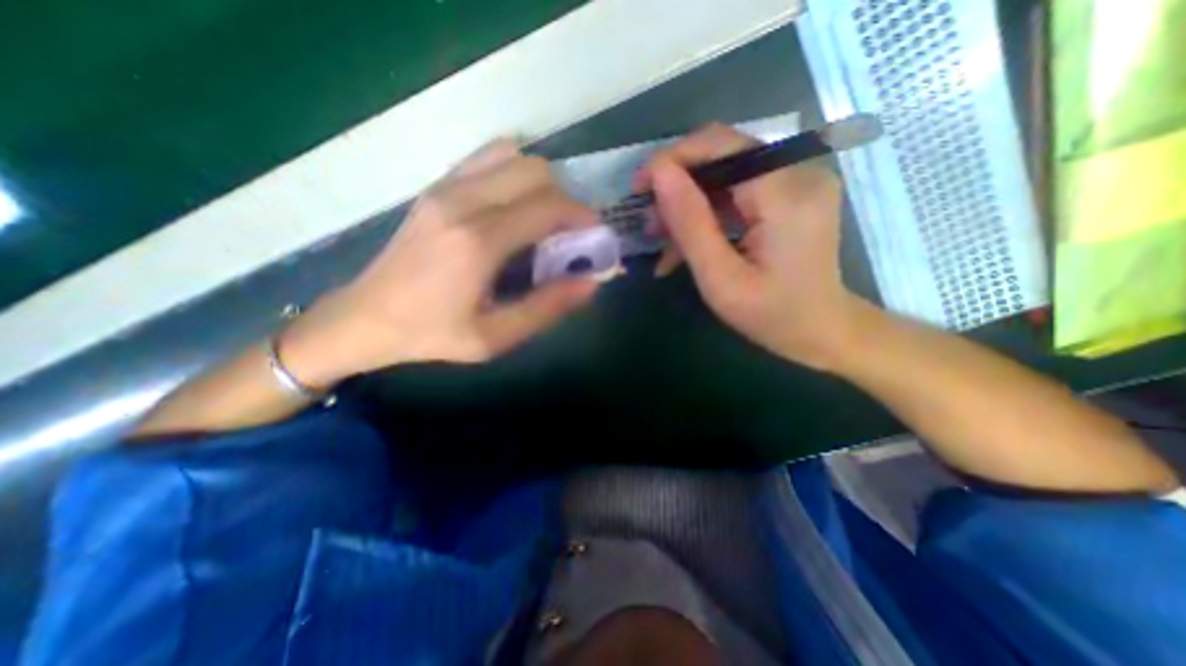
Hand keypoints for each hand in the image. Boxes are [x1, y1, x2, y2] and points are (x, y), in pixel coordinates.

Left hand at [281, 143, 601, 387]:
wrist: (365, 318)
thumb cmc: (432, 333)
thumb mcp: (494, 337)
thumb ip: (547, 308)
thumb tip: (591, 283)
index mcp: (478, 241)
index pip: (549, 208)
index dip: (583, 218)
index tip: (595, 237)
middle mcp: (463, 201)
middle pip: (536, 172)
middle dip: (566, 199)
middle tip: (569, 234)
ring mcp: (445, 187)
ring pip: (514, 157)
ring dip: (541, 185)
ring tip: (543, 221)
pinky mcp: (436, 187)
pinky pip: (488, 160)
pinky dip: (514, 175)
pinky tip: (514, 208)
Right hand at [641, 122, 862, 366]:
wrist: (822, 330)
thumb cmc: (771, 315)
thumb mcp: (720, 279)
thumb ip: (690, 223)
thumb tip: (659, 174)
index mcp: (786, 193)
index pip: (721, 145)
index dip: (673, 158)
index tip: (639, 187)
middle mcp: (799, 172)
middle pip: (723, 155)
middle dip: (678, 184)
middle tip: (650, 222)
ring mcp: (799, 181)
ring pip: (726, 173)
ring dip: (689, 203)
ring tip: (664, 240)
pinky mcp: (792, 194)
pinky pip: (738, 190)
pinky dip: (709, 212)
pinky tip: (688, 241)